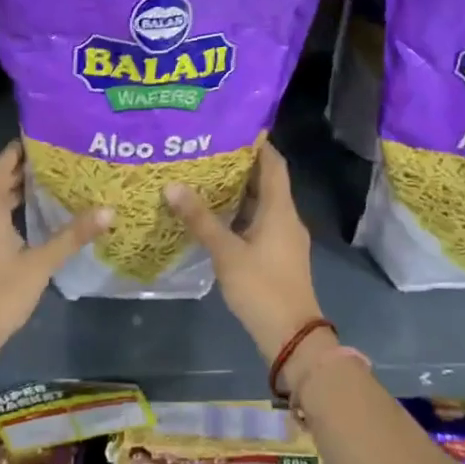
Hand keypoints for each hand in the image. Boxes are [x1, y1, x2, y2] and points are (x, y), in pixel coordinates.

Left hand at [0, 140, 110, 367]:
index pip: (3, 164)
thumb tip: (108, 210)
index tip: (48, 135)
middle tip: (60, 157)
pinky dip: (10, 207)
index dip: (21, 147)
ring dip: (17, 188)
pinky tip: (33, 217)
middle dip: (25, 166)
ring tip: (52, 181)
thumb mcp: (41, 263)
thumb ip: (72, 235)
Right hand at [164, 142, 321, 365]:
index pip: (274, 163)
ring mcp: (284, 238)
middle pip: (266, 181)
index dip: (257, 143)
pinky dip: (239, 213)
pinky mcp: (278, 255)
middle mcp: (286, 218)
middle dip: (239, 165)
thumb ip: (200, 220)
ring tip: (204, 177)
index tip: (231, 127)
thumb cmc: (262, 288)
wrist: (291, 337)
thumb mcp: (226, 253)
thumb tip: (172, 186)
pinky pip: (258, 222)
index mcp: (280, 209)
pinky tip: (214, 216)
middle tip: (206, 150)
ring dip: (237, 191)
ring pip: (261, 204)